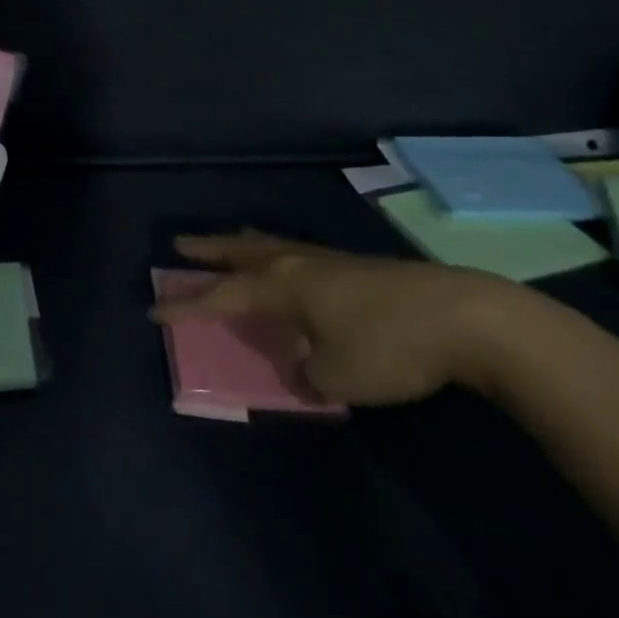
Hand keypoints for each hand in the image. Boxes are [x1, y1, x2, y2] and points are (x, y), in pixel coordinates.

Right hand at [149, 231, 519, 406]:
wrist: (464, 316)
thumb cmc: (388, 346)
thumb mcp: (337, 376)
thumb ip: (305, 374)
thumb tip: (298, 366)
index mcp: (283, 285)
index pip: (221, 295)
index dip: (187, 304)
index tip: (154, 308)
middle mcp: (297, 263)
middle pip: (241, 252)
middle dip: (208, 250)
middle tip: (179, 243)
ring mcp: (328, 260)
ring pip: (271, 246)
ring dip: (242, 245)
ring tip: (228, 241)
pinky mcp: (356, 266)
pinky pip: (298, 254)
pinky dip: (276, 255)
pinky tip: (290, 266)